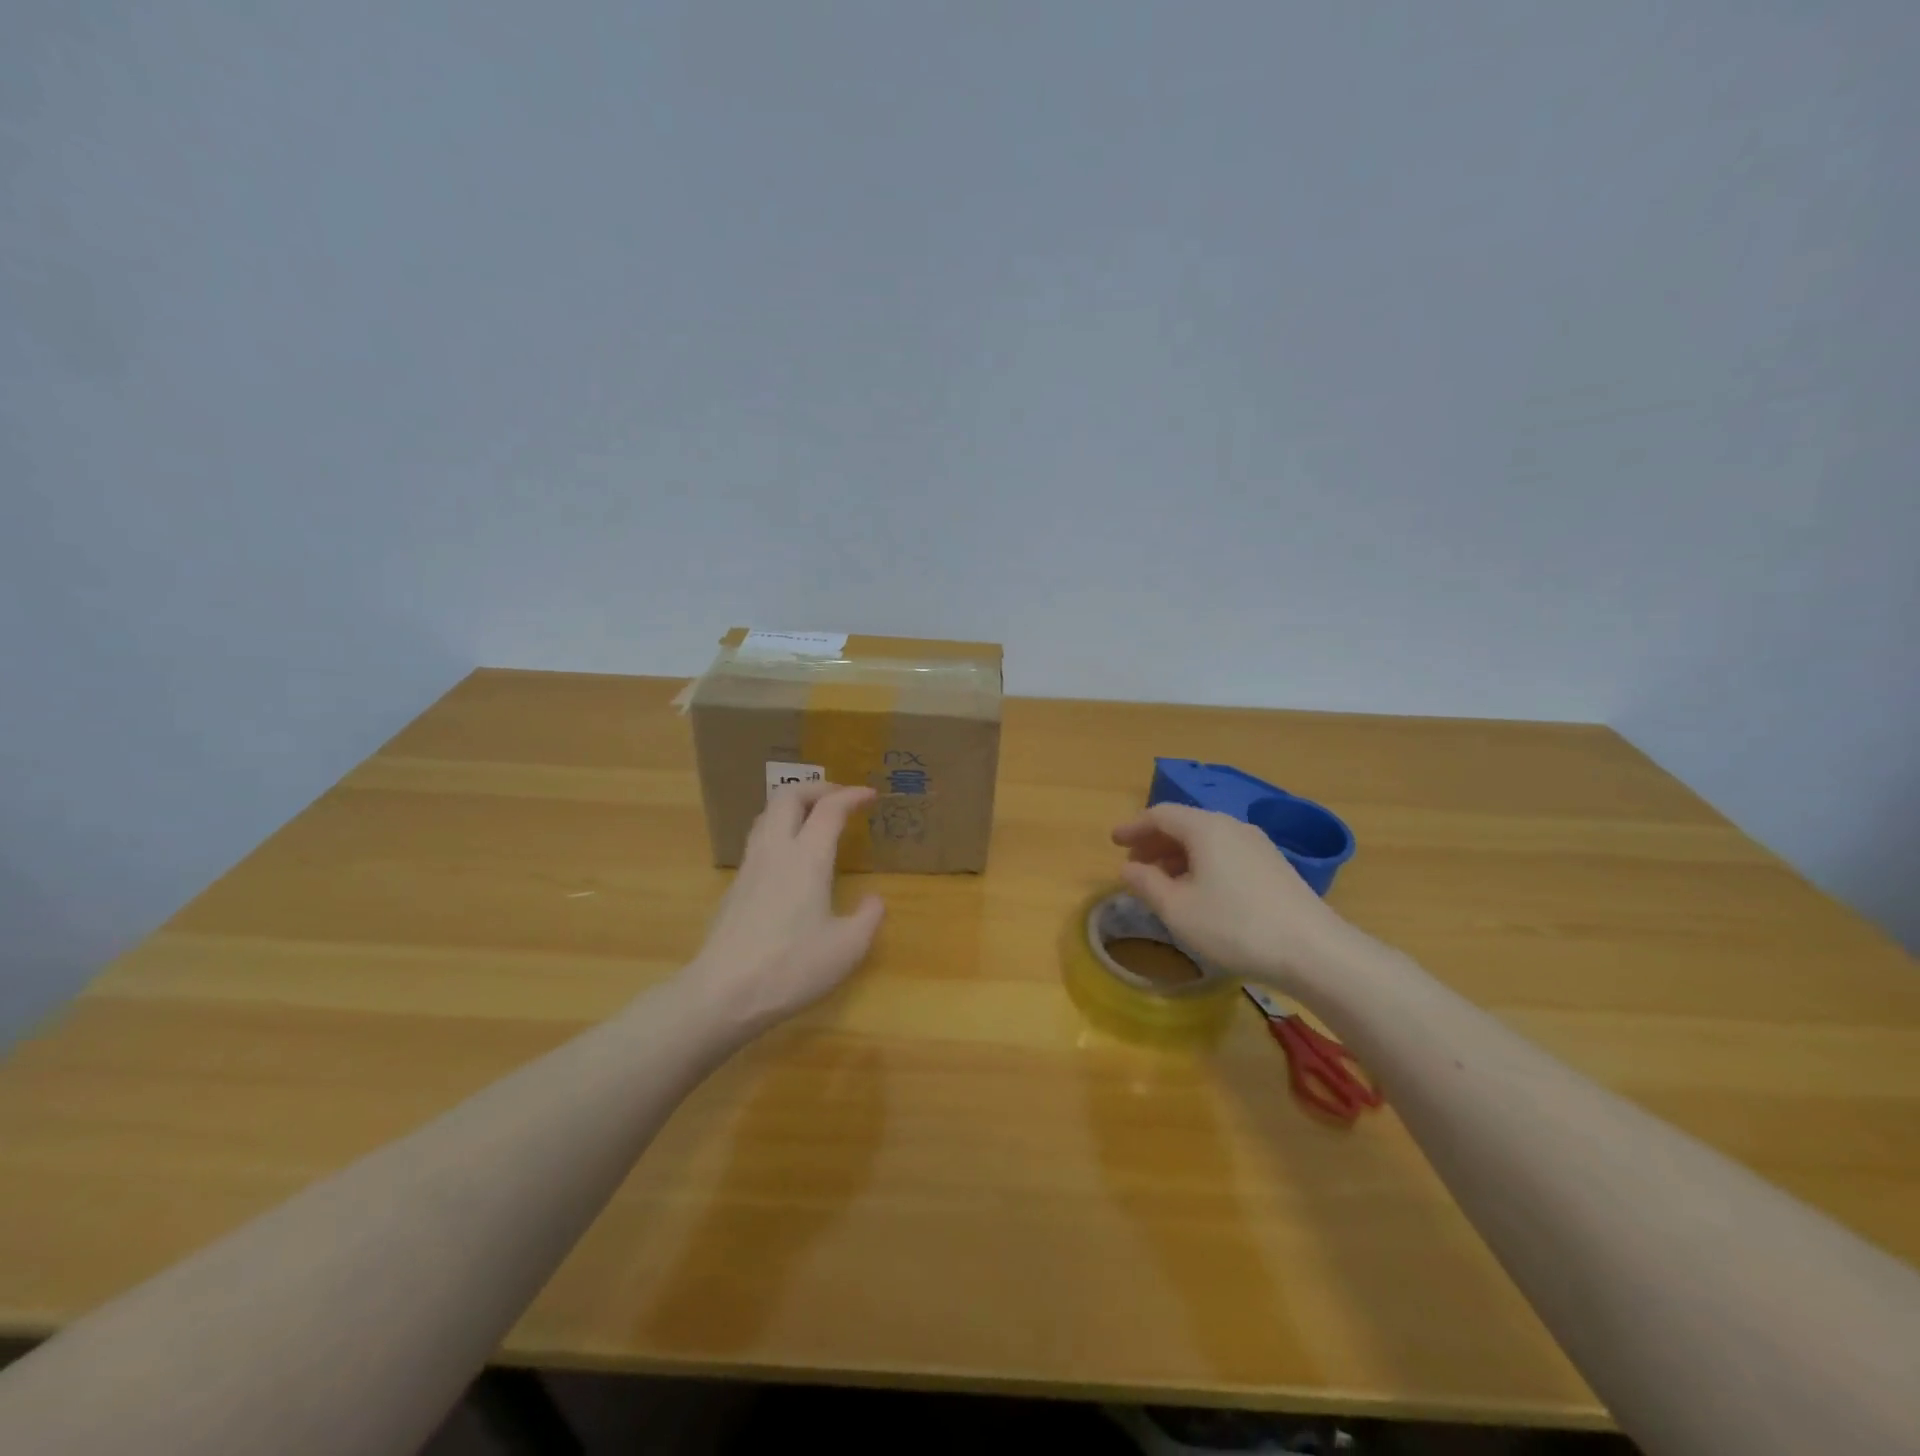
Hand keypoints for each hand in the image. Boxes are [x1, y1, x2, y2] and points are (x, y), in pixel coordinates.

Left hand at [689, 783, 885, 1032]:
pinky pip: (758, 839)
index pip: (830, 809)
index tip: (869, 795)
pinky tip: (790, 856)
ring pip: (767, 814)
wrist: (723, 994)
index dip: (851, 795)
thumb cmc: (792, 968)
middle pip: (788, 796)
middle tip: (839, 798)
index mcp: (807, 858)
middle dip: (817, 788)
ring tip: (813, 818)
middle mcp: (775, 851)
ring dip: (793, 805)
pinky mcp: (735, 887)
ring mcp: (750, 867)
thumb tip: (874, 900)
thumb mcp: (847, 949)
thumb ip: (868, 918)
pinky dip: (779, 829)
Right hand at [1111, 803, 1351, 992]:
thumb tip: (1127, 868)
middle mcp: (1232, 826)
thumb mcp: (1177, 909)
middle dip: (1154, 842)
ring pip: (1206, 840)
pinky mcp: (1273, 866)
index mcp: (1205, 828)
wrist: (1314, 950)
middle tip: (1133, 864)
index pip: (1160, 814)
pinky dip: (1201, 863)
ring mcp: (1257, 845)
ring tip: (1161, 881)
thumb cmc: (1235, 926)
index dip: (1133, 827)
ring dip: (1177, 855)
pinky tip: (1198, 891)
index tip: (1114, 842)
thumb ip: (1146, 884)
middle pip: (1184, 824)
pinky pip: (1225, 853)